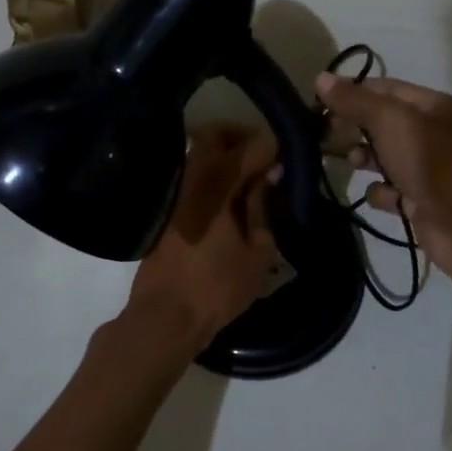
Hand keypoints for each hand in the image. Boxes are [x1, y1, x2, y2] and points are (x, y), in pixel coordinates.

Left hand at [114, 123, 282, 366]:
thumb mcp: (258, 252)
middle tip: (264, 157)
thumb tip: (269, 176)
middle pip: (216, 134)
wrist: (165, 316)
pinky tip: (228, 197)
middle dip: (242, 136)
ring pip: (199, 151)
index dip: (273, 145)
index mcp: (220, 183)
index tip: (286, 154)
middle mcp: (193, 176)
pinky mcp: (166, 206)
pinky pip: (191, 173)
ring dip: (224, 153)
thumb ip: (263, 208)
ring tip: (248, 178)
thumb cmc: (218, 288)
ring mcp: (175, 190)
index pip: (252, 145)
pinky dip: (211, 173)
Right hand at [314, 72, 451, 279]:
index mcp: (436, 107)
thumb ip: (355, 100)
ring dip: (365, 159)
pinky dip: (382, 194)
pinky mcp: (423, 203)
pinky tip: (380, 197)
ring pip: (387, 158)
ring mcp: (430, 171)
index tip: (320, 103)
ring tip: (353, 163)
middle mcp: (436, 135)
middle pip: (385, 124)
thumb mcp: (391, 121)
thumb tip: (321, 78)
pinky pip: (393, 192)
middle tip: (324, 134)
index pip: (387, 89)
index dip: (353, 92)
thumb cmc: (431, 162)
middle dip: (355, 127)